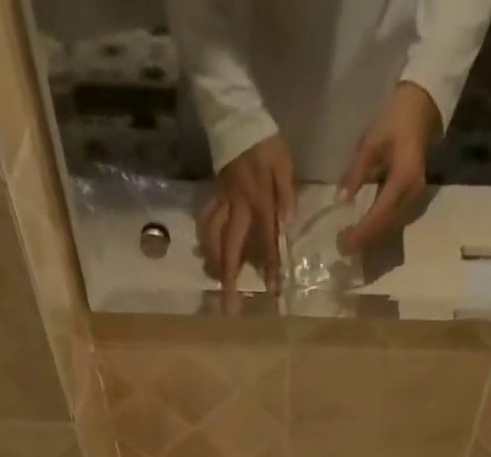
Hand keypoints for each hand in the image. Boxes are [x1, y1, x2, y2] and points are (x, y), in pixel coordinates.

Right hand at [198, 134, 294, 292]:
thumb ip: (286, 194)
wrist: (235, 114)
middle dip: (229, 280)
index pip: (266, 240)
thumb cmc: (265, 141)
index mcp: (258, 201)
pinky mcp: (214, 195)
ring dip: (213, 262)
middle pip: (229, 248)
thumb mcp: (283, 163)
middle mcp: (237, 206)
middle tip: (228, 307)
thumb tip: (286, 223)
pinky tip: (207, 251)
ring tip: (217, 282)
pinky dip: (205, 238)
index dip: (269, 267)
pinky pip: (205, 220)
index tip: (271, 292)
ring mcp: (222, 201)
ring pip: (212, 237)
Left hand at [337, 82, 440, 253]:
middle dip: (363, 241)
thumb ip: (355, 174)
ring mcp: (414, 200)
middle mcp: (411, 197)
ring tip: (350, 243)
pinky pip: (393, 221)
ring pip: (389, 228)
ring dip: (370, 239)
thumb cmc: (394, 120)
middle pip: (384, 229)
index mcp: (402, 182)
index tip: (341, 243)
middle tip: (341, 247)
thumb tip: (339, 200)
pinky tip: (364, 232)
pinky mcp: (412, 199)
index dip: (359, 233)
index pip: (377, 217)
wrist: (421, 108)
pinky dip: (377, 230)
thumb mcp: (370, 144)